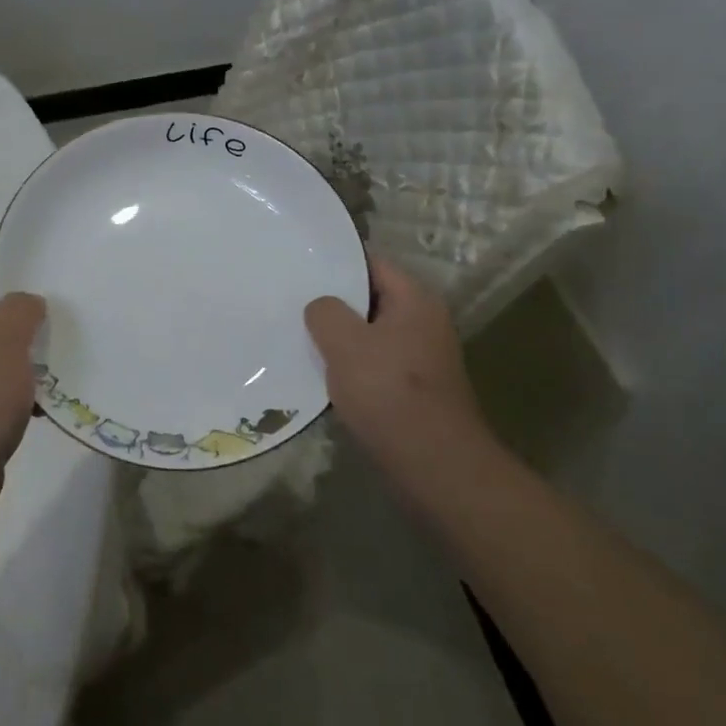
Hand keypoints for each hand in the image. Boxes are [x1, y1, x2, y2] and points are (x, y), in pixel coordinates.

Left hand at [0, 261, 45, 534]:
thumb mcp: (4, 343)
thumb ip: (20, 309)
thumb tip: (27, 302)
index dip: (15, 270)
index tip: (52, 274)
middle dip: (26, 315)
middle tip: (64, 314)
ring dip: (26, 353)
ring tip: (62, 354)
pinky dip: (20, 386)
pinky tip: (47, 396)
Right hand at [304, 254, 494, 481]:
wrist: (434, 464)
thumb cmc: (389, 392)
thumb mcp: (345, 343)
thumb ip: (325, 312)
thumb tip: (321, 307)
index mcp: (415, 300)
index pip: (370, 263)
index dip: (335, 261)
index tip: (299, 264)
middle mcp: (424, 321)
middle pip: (370, 298)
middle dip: (333, 300)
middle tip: (291, 300)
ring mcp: (421, 357)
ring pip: (370, 333)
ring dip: (340, 337)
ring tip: (299, 335)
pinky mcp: (414, 388)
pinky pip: (375, 363)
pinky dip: (351, 365)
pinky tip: (322, 374)